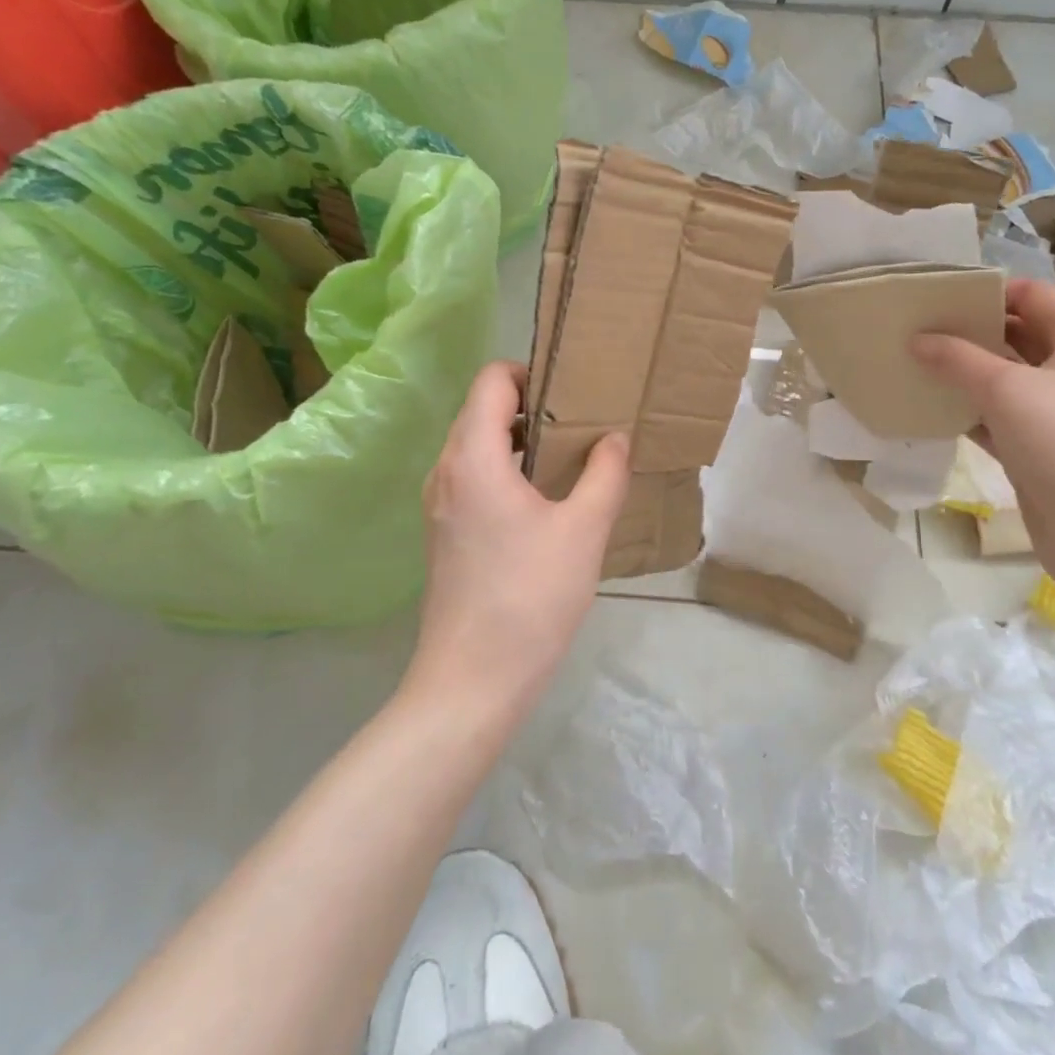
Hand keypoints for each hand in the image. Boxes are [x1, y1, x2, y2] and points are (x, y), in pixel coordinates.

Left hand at [411, 361, 630, 712]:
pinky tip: (545, 500)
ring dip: (521, 440)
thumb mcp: (583, 531)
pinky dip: (507, 469)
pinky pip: (474, 477)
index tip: (572, 391)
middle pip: (482, 410)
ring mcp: (440, 503)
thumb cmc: (529, 598)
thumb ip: (605, 474)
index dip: (530, 372)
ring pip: (477, 445)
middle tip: (581, 421)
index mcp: (474, 457)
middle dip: (532, 405)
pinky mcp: (444, 532)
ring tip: (570, 457)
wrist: (471, 682)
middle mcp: (446, 471)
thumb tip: (614, 438)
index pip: (491, 381)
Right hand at [911, 280, 1054, 579]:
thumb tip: (917, 339)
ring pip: (1005, 377)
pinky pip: (998, 416)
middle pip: (1017, 333)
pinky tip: (927, 406)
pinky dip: (967, 410)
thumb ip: (956, 358)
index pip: (1032, 294)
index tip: (935, 296)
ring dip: (963, 372)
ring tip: (911, 362)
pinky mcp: (1042, 447)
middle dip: (968, 331)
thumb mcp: (1006, 388)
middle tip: (914, 328)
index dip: (985, 291)